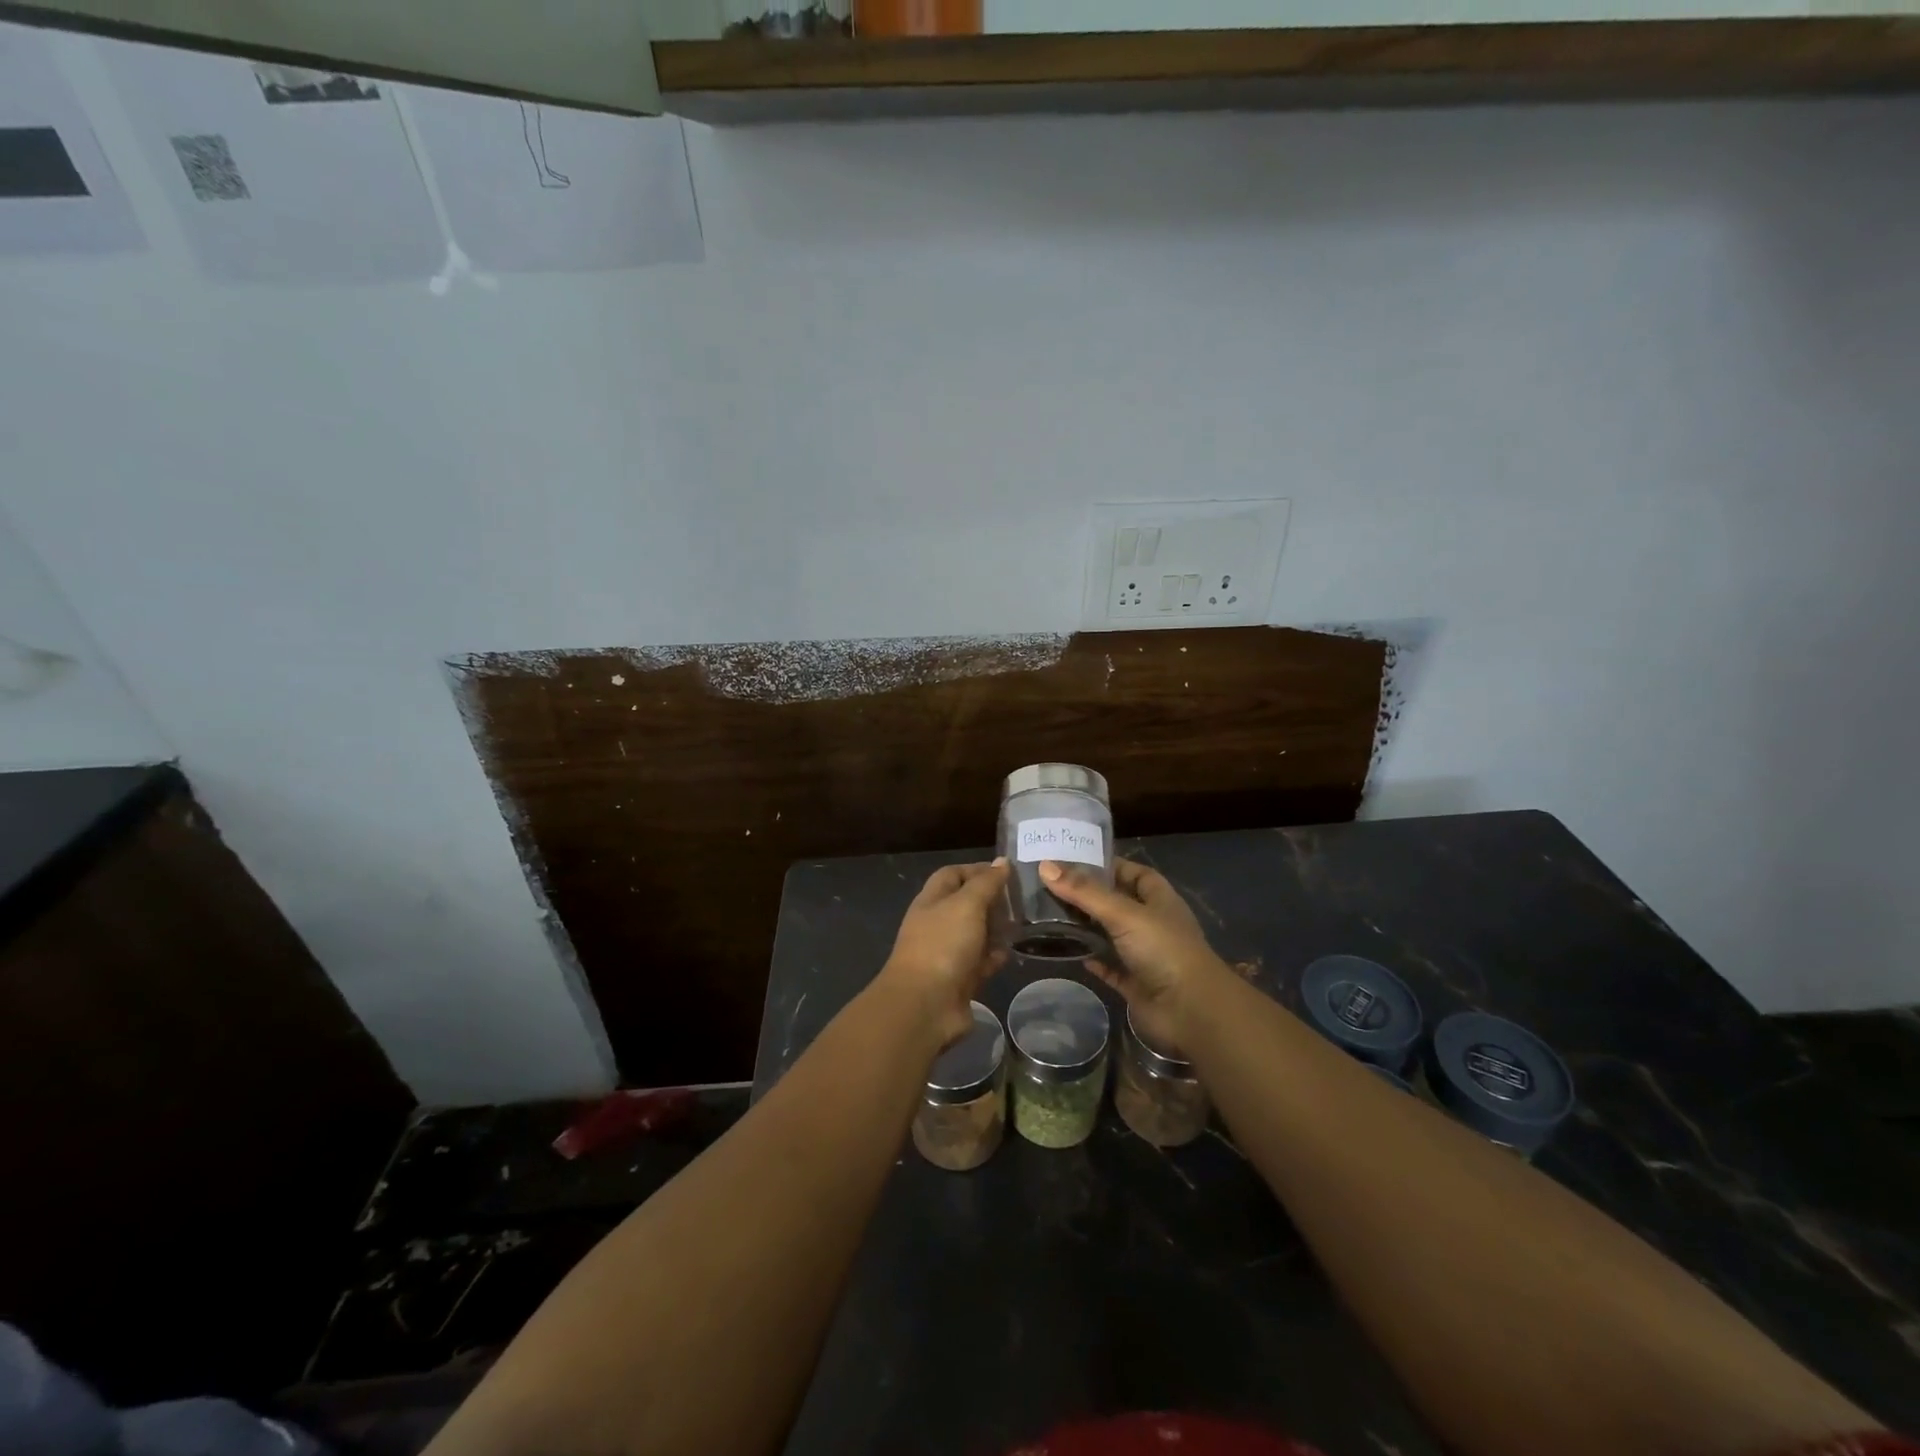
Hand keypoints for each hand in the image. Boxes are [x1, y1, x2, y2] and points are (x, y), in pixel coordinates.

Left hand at [877, 860, 1009, 1046]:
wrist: (926, 1006)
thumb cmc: (943, 945)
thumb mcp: (967, 905)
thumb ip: (986, 883)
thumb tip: (1002, 862)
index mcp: (932, 901)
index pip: (953, 874)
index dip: (977, 870)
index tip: (1006, 872)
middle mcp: (937, 924)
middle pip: (966, 904)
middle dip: (991, 900)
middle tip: (1021, 899)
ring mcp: (947, 953)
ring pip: (975, 934)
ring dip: (996, 928)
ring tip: (1023, 923)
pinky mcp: (960, 980)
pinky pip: (980, 962)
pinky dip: (995, 956)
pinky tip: (1012, 952)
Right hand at [1039, 858, 1228, 1051]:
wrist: (1191, 1011)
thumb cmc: (1163, 949)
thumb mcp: (1123, 913)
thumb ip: (1084, 892)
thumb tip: (1045, 866)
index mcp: (1158, 899)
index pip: (1132, 872)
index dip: (1107, 865)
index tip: (1072, 860)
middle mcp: (1152, 923)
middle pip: (1116, 903)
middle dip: (1088, 895)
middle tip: (1050, 886)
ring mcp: (1144, 955)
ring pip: (1110, 935)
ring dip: (1086, 928)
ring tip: (1049, 915)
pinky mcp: (1135, 983)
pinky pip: (1109, 967)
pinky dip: (1092, 959)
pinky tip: (1068, 952)